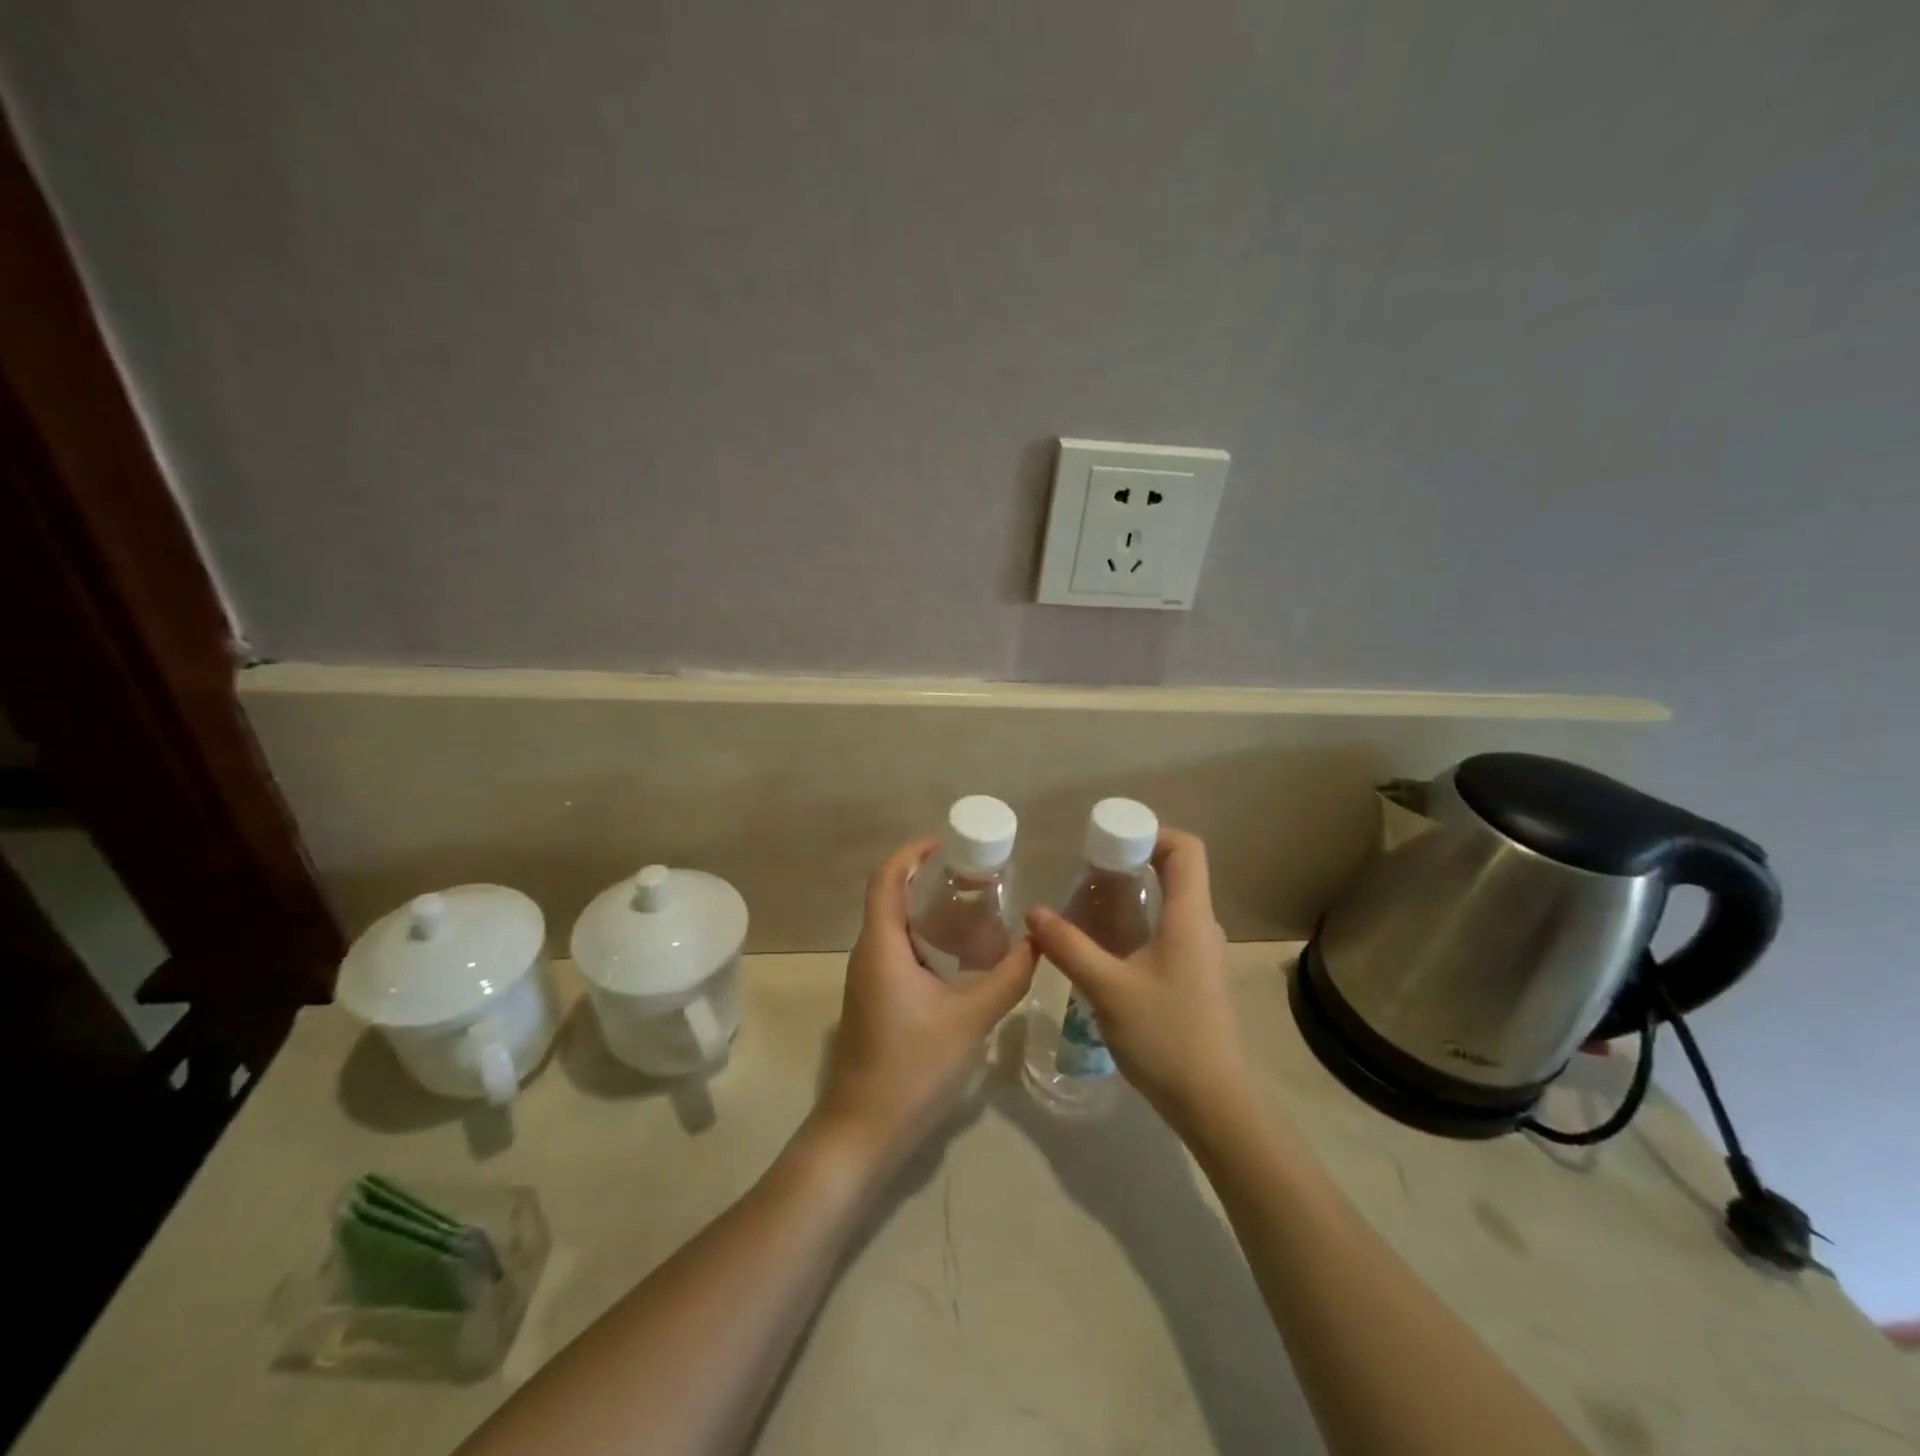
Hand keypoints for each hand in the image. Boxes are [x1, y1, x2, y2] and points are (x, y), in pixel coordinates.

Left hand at [815, 838, 1036, 1168]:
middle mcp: (868, 953)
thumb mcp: (971, 1019)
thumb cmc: (912, 1067)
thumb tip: (1038, 941)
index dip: (912, 853)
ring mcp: (868, 979)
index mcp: (881, 945)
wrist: (862, 1132)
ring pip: (895, 928)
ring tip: (976, 911)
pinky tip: (960, 958)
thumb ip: (1007, 978)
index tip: (948, 843)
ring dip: (929, 912)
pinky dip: (926, 941)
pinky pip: (898, 953)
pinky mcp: (875, 1001)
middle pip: (891, 897)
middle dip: (929, 880)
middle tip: (976, 877)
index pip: (886, 878)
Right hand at [1025, 828, 1249, 1130]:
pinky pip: (1168, 932)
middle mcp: (1202, 926)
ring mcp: (1203, 954)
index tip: (1109, 842)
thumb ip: (1069, 947)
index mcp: (1190, 916)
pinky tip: (1106, 950)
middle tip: (1086, 874)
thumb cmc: (1166, 1036)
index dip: (1151, 832)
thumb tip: (1034, 912)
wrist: (1215, 1104)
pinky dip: (1138, 926)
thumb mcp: (1108, 989)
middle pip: (1175, 872)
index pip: (1186, 849)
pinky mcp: (1197, 978)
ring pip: (1169, 905)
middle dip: (1130, 863)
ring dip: (1132, 897)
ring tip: (1088, 909)